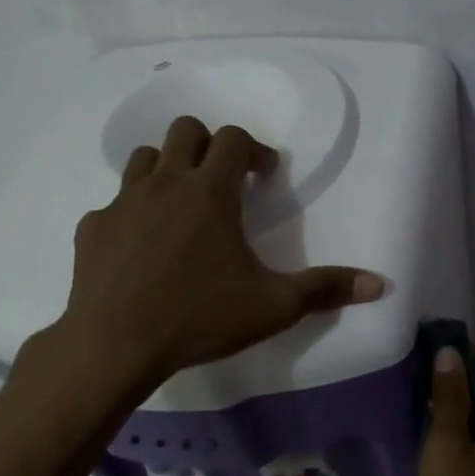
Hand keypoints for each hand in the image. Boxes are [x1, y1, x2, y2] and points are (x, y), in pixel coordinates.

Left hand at [35, 116, 383, 389]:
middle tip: (224, 182)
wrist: (115, 345)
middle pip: (185, 131)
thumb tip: (381, 284)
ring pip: (145, 158)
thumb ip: (326, 289)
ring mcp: (122, 202)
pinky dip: (133, 213)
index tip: (265, 174)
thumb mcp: (274, 306)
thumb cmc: (200, 318)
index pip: (233, 138)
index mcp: (211, 192)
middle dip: (209, 145)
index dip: (254, 149)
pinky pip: (115, 203)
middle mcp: (165, 183)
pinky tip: (142, 248)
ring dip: (168, 169)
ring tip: (182, 206)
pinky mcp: (93, 228)